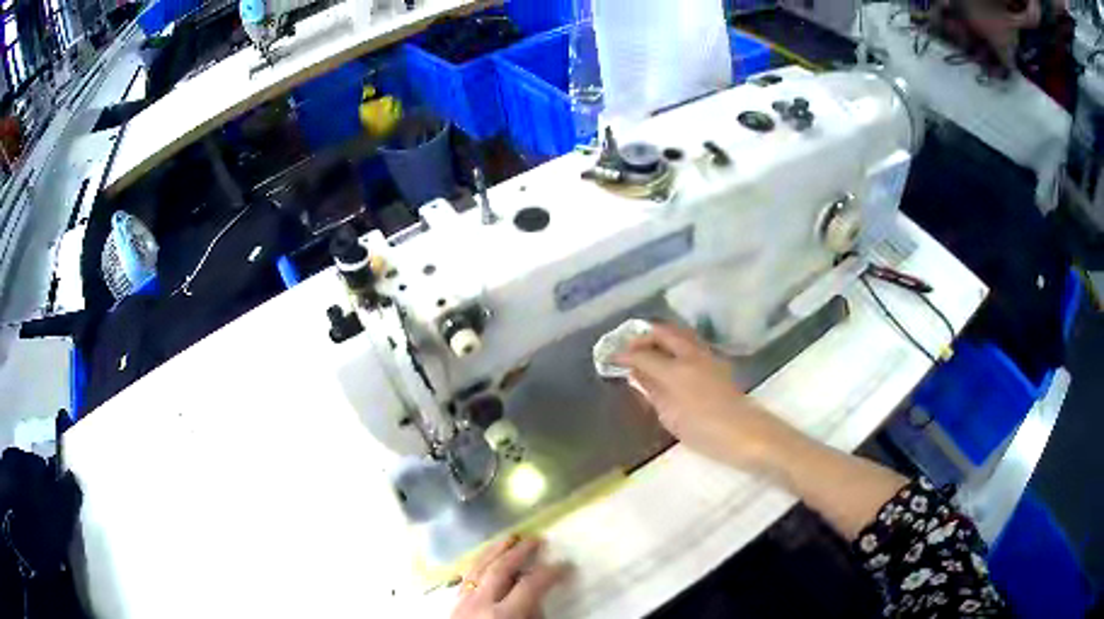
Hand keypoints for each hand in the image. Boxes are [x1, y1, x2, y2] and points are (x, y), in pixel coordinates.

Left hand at [451, 536, 569, 618]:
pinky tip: (485, 559)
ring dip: (495, 551)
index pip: (531, 585)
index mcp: (504, 615)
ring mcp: (463, 602)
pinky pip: (466, 577)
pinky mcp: (453, 605)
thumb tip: (536, 598)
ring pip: (478, 567)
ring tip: (510, 538)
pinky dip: (478, 564)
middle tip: (537, 539)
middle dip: (520, 552)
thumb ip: (534, 616)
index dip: (551, 572)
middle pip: (501, 569)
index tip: (566, 565)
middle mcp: (480, 603)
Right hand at [615, 323, 801, 472]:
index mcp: (676, 370)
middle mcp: (691, 355)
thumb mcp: (671, 416)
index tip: (609, 356)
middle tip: (627, 346)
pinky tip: (669, 360)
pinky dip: (674, 345)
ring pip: (678, 334)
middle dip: (642, 336)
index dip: (623, 354)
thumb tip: (636, 373)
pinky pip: (689, 344)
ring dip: (659, 337)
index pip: (643, 354)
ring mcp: (707, 356)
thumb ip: (652, 391)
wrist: (749, 435)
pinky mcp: (717, 363)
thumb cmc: (706, 431)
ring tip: (645, 350)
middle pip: (663, 332)